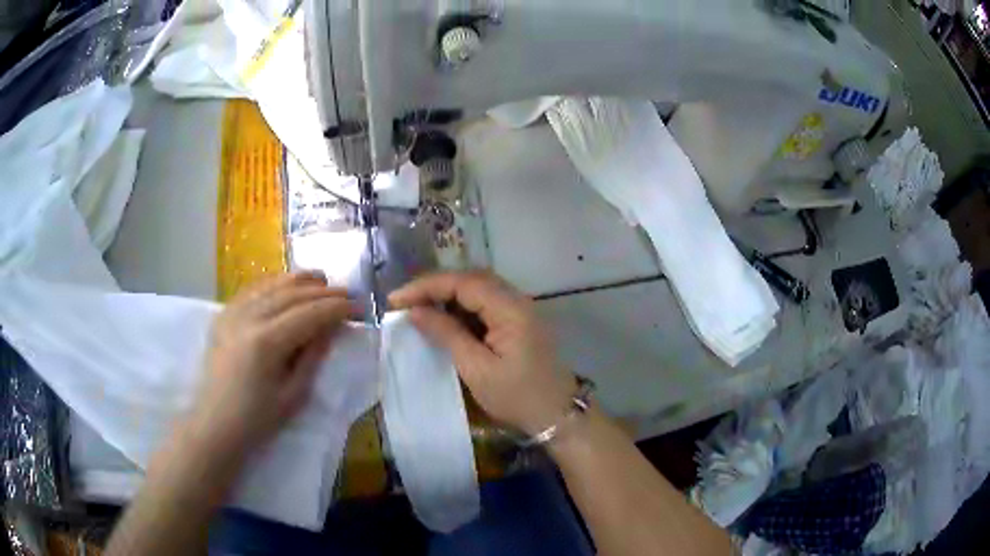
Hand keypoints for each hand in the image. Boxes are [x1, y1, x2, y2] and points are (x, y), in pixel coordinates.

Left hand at [188, 272, 352, 457]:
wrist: (214, 424)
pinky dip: (272, 283)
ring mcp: (232, 313)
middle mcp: (248, 318)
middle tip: (348, 292)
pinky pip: (251, 290)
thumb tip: (331, 328)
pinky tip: (285, 283)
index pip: (309, 314)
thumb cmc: (256, 419)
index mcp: (266, 342)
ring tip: (322, 279)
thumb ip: (313, 357)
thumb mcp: (293, 395)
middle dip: (323, 291)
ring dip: (299, 280)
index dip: (337, 308)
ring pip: (271, 285)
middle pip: (292, 294)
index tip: (359, 306)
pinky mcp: (223, 315)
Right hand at [389, 271, 576, 435]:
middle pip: (470, 279)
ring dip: (447, 295)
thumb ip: (446, 334)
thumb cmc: (517, 396)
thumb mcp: (476, 368)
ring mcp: (519, 309)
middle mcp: (517, 299)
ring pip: (478, 289)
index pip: (462, 282)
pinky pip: (486, 304)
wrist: (557, 415)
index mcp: (510, 308)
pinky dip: (461, 308)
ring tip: (418, 308)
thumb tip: (415, 311)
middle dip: (434, 286)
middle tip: (404, 302)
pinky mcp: (517, 321)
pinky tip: (444, 319)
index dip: (426, 286)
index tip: (395, 300)